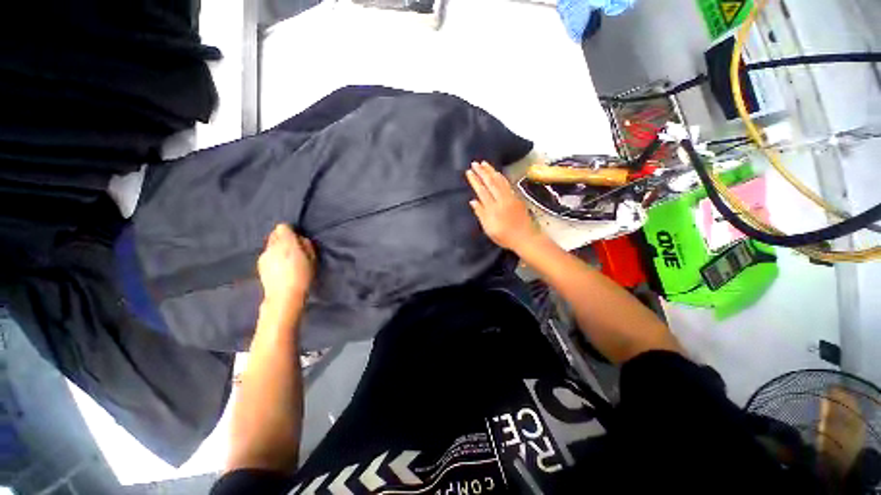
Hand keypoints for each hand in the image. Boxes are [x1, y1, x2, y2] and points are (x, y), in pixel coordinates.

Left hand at [258, 224, 315, 306]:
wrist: (284, 296)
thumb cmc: (302, 276)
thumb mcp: (312, 259)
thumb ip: (306, 245)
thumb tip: (300, 239)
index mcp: (286, 243)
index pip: (283, 227)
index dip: (290, 231)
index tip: (297, 239)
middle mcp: (272, 246)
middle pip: (274, 234)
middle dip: (283, 238)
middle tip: (293, 248)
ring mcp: (263, 256)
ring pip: (270, 245)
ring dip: (277, 248)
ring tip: (286, 259)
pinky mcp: (259, 265)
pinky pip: (267, 255)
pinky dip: (273, 257)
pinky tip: (279, 268)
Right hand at [466, 161, 543, 252]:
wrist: (525, 238)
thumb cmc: (504, 236)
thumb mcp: (489, 229)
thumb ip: (481, 214)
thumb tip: (473, 201)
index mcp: (492, 209)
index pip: (481, 191)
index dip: (475, 181)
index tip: (469, 172)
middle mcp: (501, 200)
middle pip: (490, 183)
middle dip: (482, 172)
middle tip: (475, 163)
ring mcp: (510, 197)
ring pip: (499, 181)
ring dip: (491, 171)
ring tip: (484, 163)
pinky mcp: (516, 198)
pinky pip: (507, 184)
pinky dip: (501, 176)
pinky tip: (497, 173)